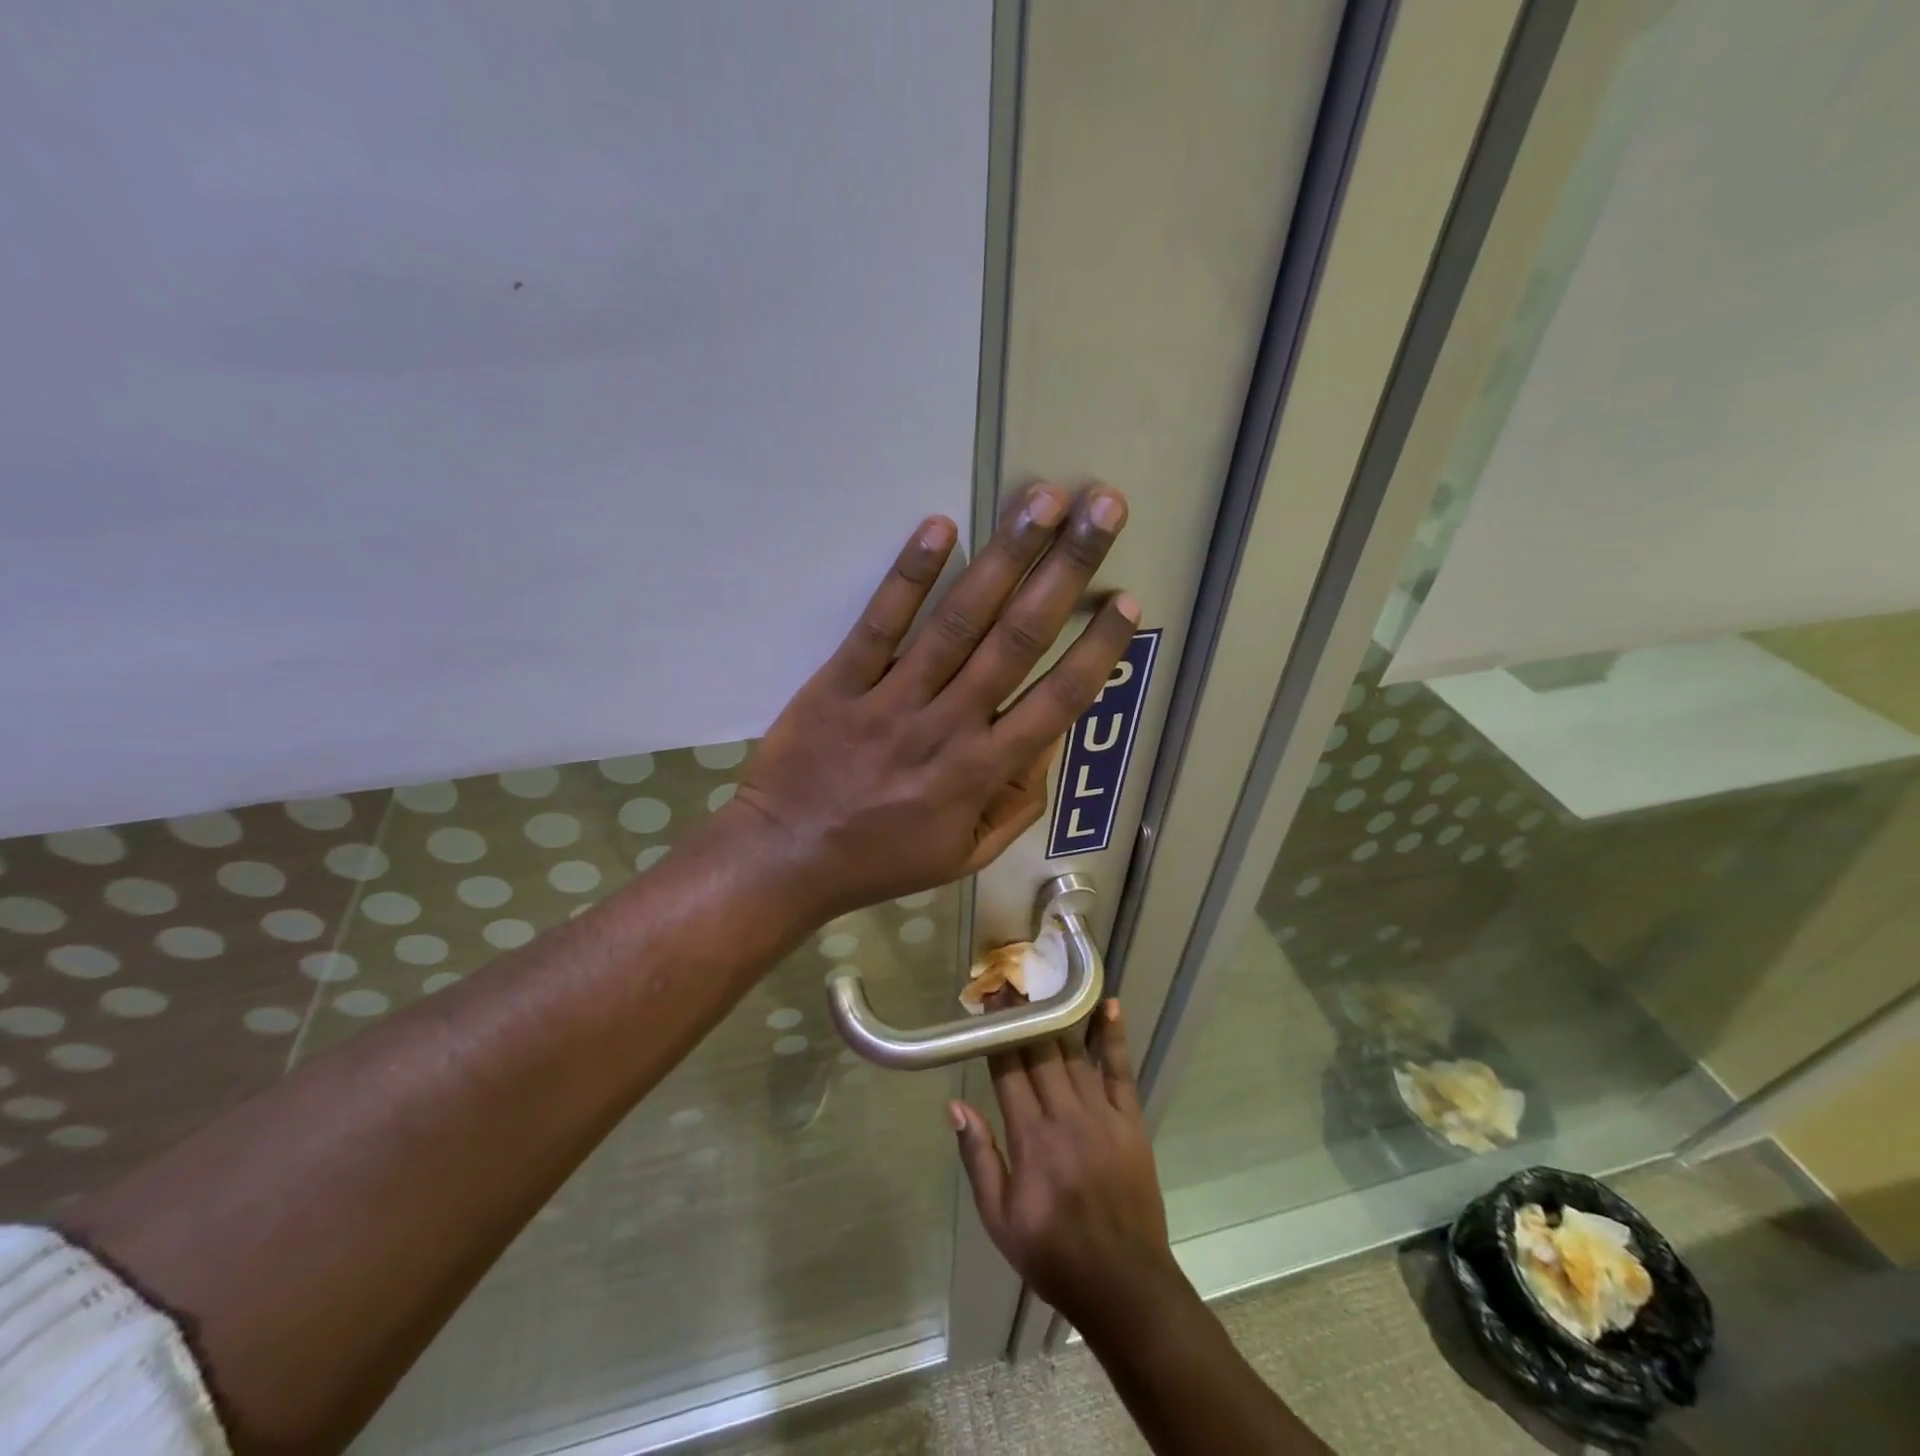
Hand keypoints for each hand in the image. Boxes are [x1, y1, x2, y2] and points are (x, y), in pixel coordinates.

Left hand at [724, 483, 1135, 920]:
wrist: (786, 859)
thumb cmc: (882, 860)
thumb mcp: (964, 856)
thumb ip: (1015, 805)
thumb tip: (1048, 746)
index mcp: (982, 772)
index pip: (1056, 700)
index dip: (1096, 649)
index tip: (1127, 602)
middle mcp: (948, 726)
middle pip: (1018, 639)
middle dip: (1066, 571)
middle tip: (1102, 509)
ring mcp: (892, 700)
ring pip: (958, 621)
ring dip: (1005, 557)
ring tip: (1040, 500)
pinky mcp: (840, 681)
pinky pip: (881, 624)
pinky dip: (910, 576)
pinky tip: (940, 527)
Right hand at [950, 1001, 1188, 1336]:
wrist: (1123, 1284)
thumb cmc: (1053, 1253)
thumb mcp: (999, 1219)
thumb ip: (978, 1158)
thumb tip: (954, 1105)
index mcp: (1030, 1138)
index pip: (1008, 1069)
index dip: (996, 1032)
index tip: (987, 1002)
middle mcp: (1064, 1115)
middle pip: (1039, 1051)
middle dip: (1022, 1015)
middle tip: (1010, 981)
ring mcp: (1101, 1114)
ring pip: (1073, 1053)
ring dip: (1057, 1016)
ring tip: (1044, 984)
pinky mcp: (1129, 1120)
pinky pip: (1119, 1070)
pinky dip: (1113, 1036)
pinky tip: (1109, 1005)